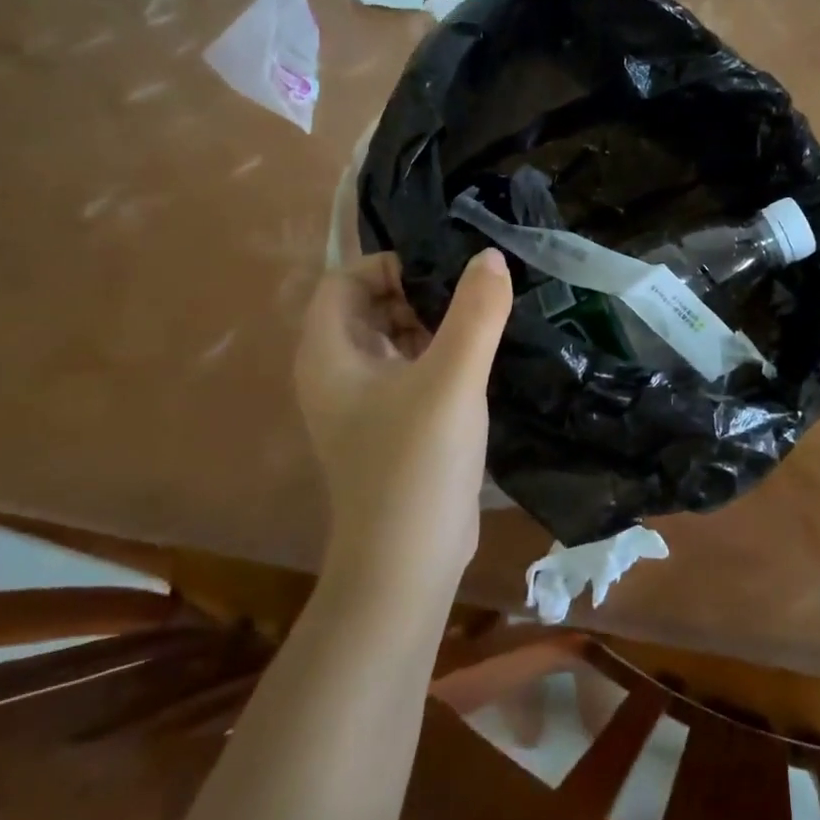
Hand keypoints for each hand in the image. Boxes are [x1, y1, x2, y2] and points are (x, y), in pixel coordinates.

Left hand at [294, 250, 511, 602]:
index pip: (345, 280)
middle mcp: (336, 373)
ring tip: (484, 316)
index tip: (444, 270)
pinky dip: (438, 354)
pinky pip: (409, 370)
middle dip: (418, 291)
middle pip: (370, 306)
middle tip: (473, 291)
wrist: (408, 563)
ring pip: (393, 339)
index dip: (390, 265)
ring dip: (433, 323)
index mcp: (329, 354)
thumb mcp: (452, 379)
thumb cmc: (417, 463)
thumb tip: (491, 256)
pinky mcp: (390, 426)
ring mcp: (363, 403)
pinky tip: (479, 357)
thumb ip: (475, 312)